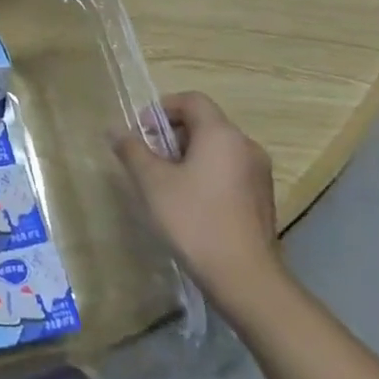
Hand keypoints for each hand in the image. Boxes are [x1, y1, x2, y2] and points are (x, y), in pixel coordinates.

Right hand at [111, 91, 282, 308]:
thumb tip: (115, 129)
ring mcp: (259, 174)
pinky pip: (230, 171)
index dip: (162, 108)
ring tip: (166, 183)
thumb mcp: (152, 182)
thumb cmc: (193, 220)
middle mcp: (246, 146)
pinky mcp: (263, 199)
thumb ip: (132, 150)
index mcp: (221, 134)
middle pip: (205, 124)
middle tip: (149, 159)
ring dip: (189, 156)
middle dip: (173, 135)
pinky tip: (190, 204)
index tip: (143, 132)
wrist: (244, 277)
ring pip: (218, 149)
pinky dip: (207, 175)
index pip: (192, 100)